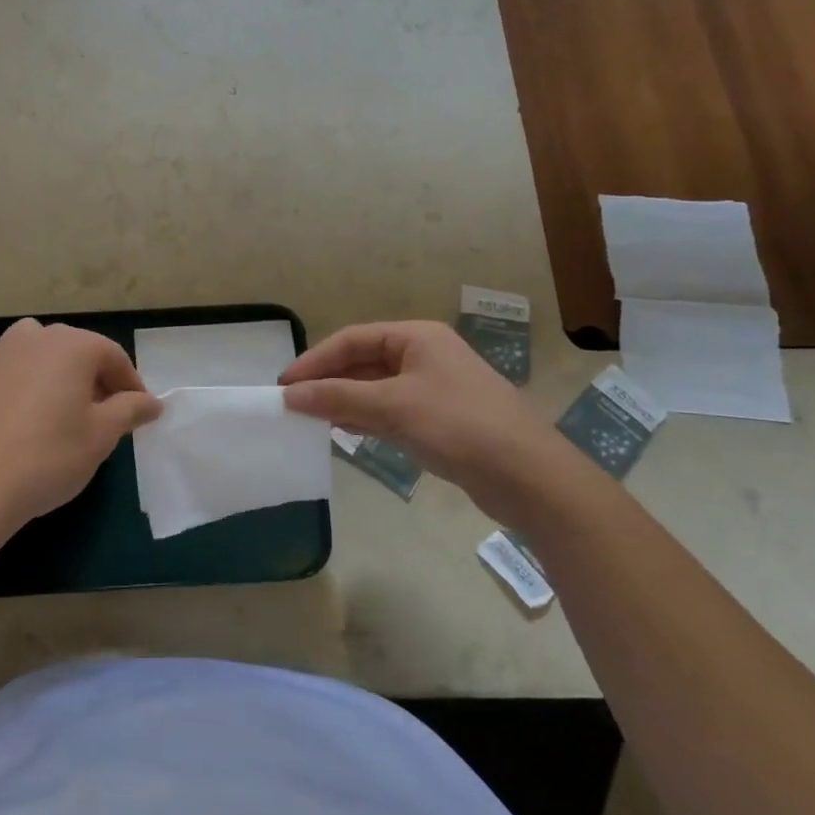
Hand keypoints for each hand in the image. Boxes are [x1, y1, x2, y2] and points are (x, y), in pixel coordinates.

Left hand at [0, 319, 162, 533]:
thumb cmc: (48, 457)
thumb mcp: (101, 436)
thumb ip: (130, 410)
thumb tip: (152, 402)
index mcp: (72, 344)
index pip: (114, 356)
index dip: (131, 385)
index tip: (139, 414)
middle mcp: (36, 336)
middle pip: (79, 351)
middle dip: (98, 380)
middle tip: (107, 418)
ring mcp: (1, 353)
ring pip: (45, 357)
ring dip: (63, 378)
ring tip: (68, 416)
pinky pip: (18, 371)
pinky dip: (33, 386)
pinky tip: (31, 421)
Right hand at [280, 321, 568, 518]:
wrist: (530, 477)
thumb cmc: (459, 426)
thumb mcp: (392, 406)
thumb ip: (338, 397)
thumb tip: (290, 395)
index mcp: (416, 338)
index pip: (352, 340)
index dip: (315, 360)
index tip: (285, 385)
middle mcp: (424, 356)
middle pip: (363, 362)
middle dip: (328, 381)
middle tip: (293, 404)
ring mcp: (433, 388)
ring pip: (375, 388)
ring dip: (343, 401)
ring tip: (311, 420)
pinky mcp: (439, 419)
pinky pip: (390, 410)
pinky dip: (365, 418)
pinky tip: (345, 432)